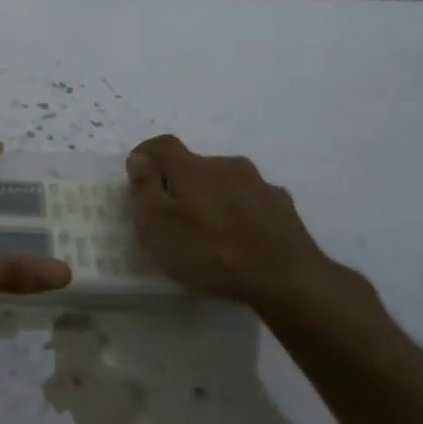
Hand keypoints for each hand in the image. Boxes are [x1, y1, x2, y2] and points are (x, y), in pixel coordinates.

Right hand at [125, 135, 385, 334]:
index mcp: (192, 168)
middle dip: (180, 182)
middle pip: (195, 164)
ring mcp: (259, 184)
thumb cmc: (210, 252)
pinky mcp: (283, 206)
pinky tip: (241, 239)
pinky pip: (251, 201)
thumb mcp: (158, 226)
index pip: (163, 145)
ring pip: (225, 182)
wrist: (286, 278)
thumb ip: (145, 188)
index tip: (137, 175)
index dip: (146, 155)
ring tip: (209, 231)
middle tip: (173, 215)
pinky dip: (239, 212)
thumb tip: (139, 158)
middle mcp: (227, 165)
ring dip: (212, 197)